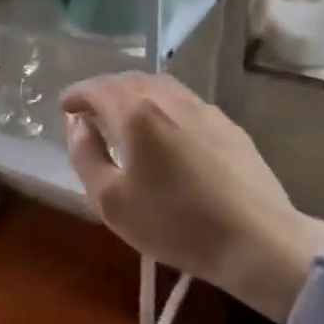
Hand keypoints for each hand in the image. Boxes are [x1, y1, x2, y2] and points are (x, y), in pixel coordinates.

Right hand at [61, 73, 323, 321]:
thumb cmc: (175, 224)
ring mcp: (203, 109)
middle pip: (128, 81)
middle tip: (89, 110)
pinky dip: (161, 105)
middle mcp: (169, 99)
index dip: (76, 95)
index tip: (64, 107)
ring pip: (159, 86)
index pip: (96, 89)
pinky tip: (164, 130)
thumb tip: (77, 125)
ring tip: (123, 115)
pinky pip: (184, 102)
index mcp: (136, 113)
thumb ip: (85, 155)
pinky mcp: (228, 125)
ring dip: (134, 94)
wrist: (259, 242)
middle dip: (103, 90)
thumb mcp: (111, 201)